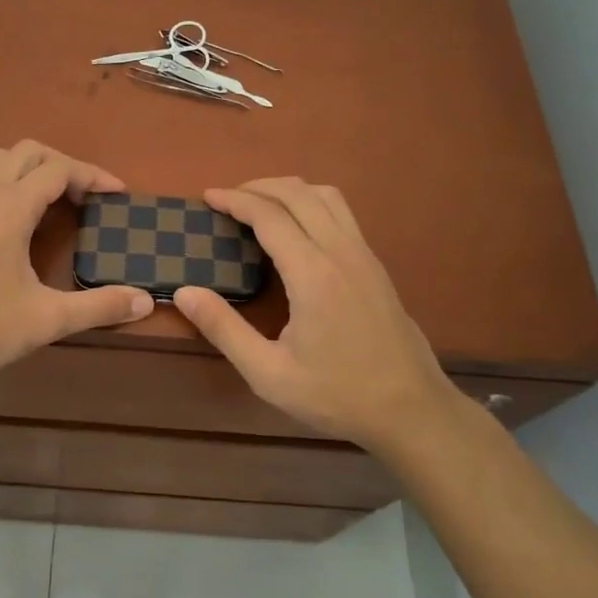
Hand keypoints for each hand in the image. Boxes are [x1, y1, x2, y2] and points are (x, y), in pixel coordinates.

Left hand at [0, 140, 153, 379]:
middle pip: (29, 152)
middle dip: (63, 166)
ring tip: (45, 200)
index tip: (117, 194)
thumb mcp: (47, 319)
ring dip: (27, 169)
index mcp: (12, 205)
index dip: (93, 176)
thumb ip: (98, 306)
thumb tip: (144, 301)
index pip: (60, 169)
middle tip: (84, 197)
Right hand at [172, 178, 468, 451]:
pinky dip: (311, 203)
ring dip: (289, 190)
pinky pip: (342, 213)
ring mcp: (364, 255)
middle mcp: (341, 252)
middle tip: (227, 198)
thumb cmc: (337, 395)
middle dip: (258, 186)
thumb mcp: (269, 373)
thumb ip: (224, 329)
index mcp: (313, 274)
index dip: (235, 200)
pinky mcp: (376, 265)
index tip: (207, 196)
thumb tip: (184, 293)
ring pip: (326, 196)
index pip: (269, 216)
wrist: (412, 411)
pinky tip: (297, 227)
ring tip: (260, 204)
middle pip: (298, 194)